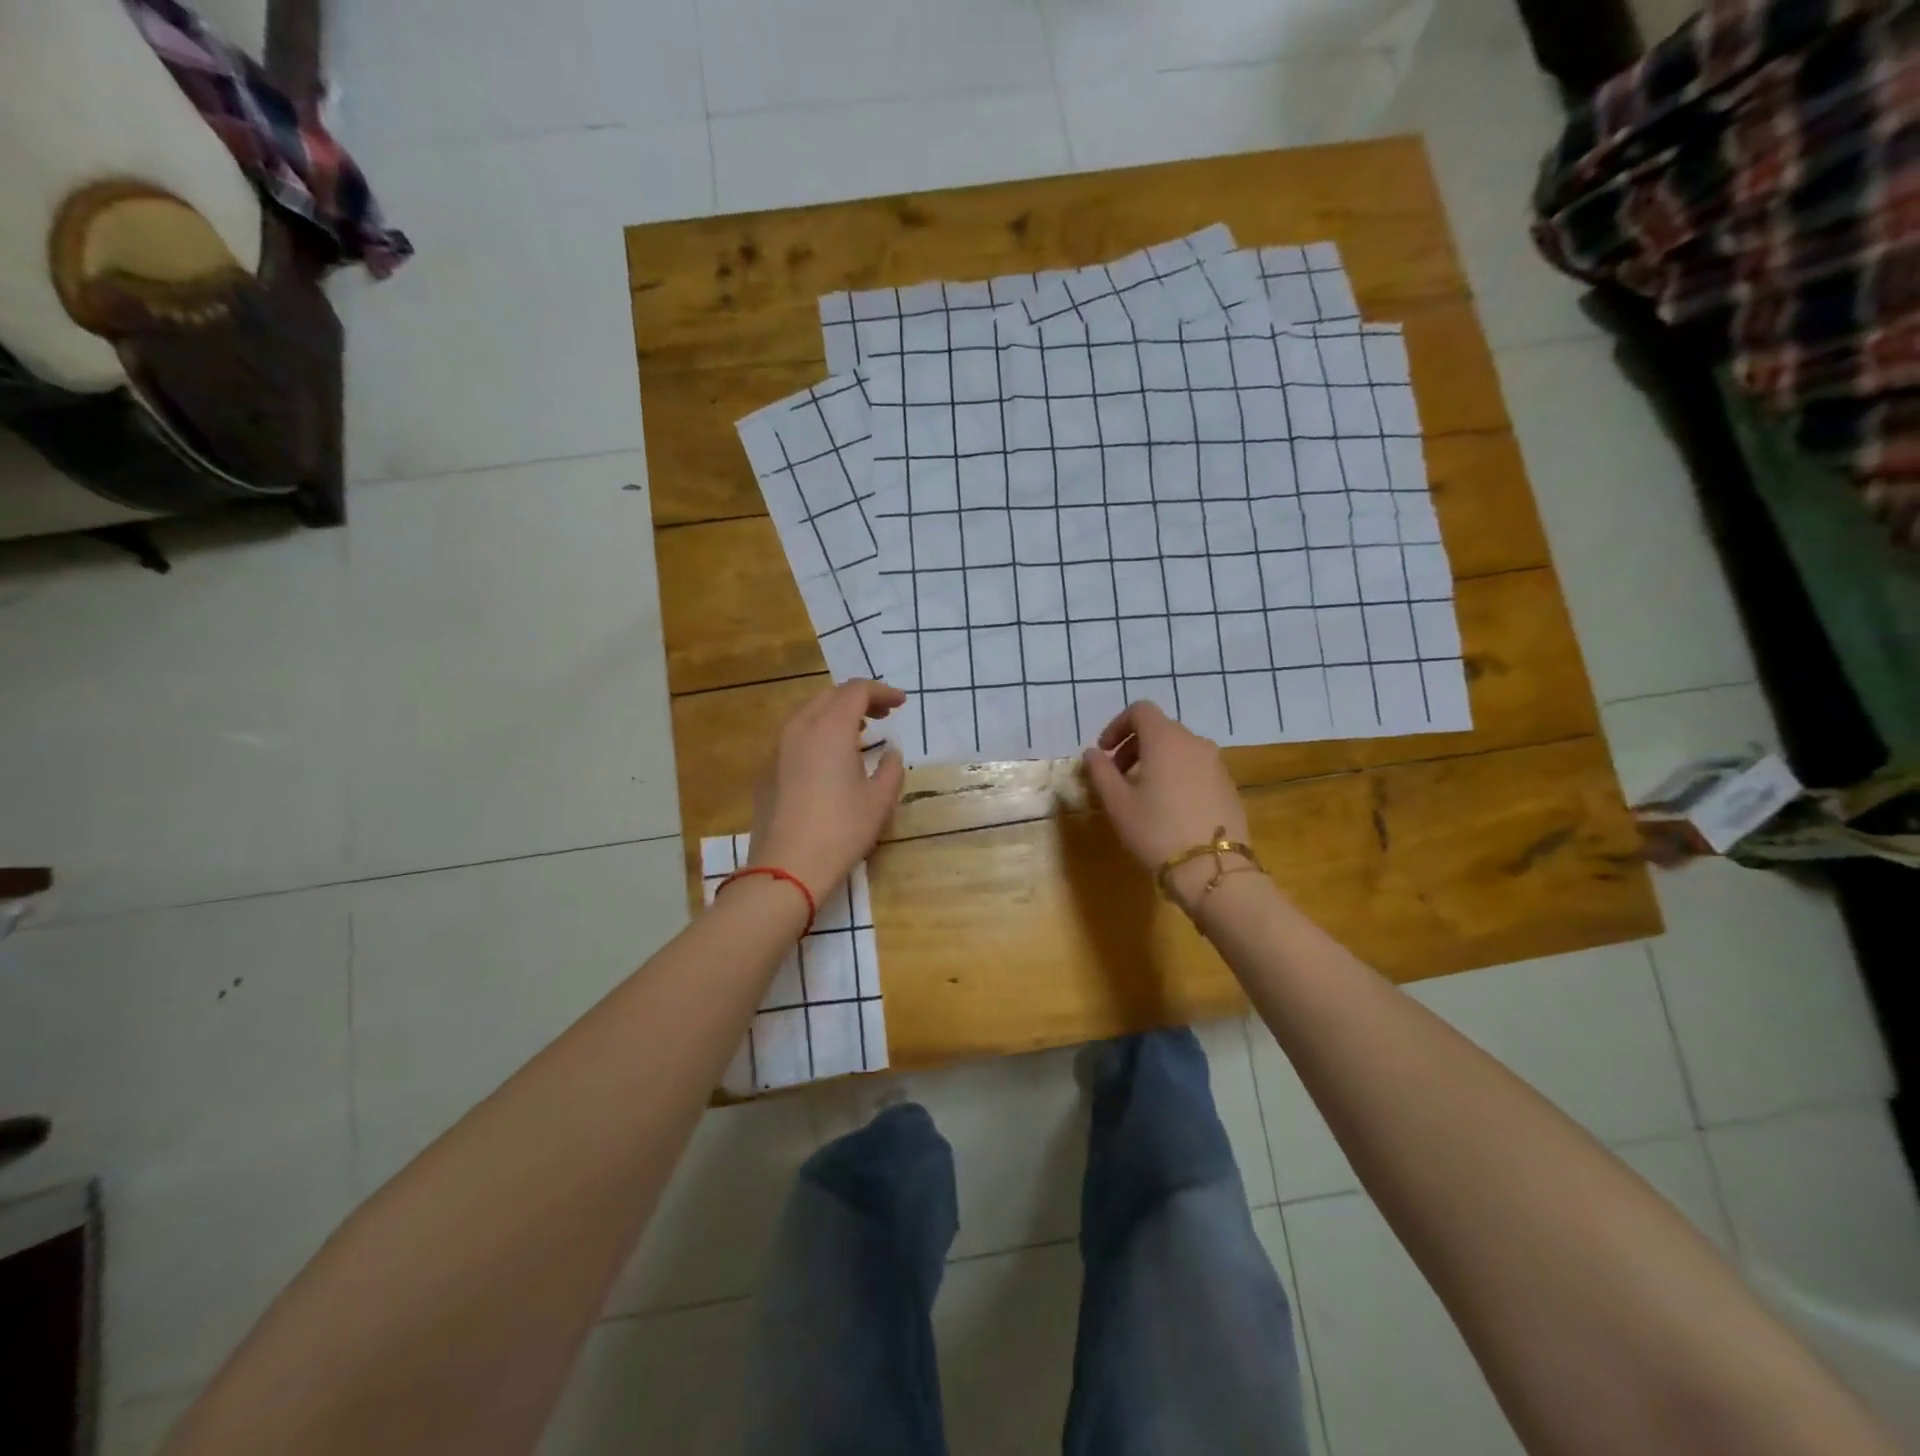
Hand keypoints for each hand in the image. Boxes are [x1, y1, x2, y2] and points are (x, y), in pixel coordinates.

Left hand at [747, 680, 907, 900]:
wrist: (787, 867)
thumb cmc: (841, 831)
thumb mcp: (879, 801)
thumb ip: (891, 768)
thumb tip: (891, 753)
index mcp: (830, 729)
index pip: (856, 691)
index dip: (882, 692)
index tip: (900, 703)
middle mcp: (800, 728)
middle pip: (830, 696)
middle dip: (858, 699)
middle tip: (882, 715)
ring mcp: (778, 749)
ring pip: (808, 714)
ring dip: (835, 714)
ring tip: (858, 732)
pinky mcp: (767, 770)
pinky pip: (794, 736)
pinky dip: (817, 733)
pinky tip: (828, 759)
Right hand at [1082, 701, 1251, 904]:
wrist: (1213, 869)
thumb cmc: (1156, 831)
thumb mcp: (1118, 803)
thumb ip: (1100, 772)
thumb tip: (1093, 753)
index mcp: (1165, 739)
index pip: (1140, 710)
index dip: (1117, 725)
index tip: (1103, 752)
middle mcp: (1194, 742)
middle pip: (1160, 728)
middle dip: (1134, 745)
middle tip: (1117, 775)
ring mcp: (1216, 763)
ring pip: (1180, 749)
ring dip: (1156, 760)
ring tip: (1142, 793)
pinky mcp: (1228, 785)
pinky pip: (1196, 767)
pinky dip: (1177, 774)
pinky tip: (1169, 808)